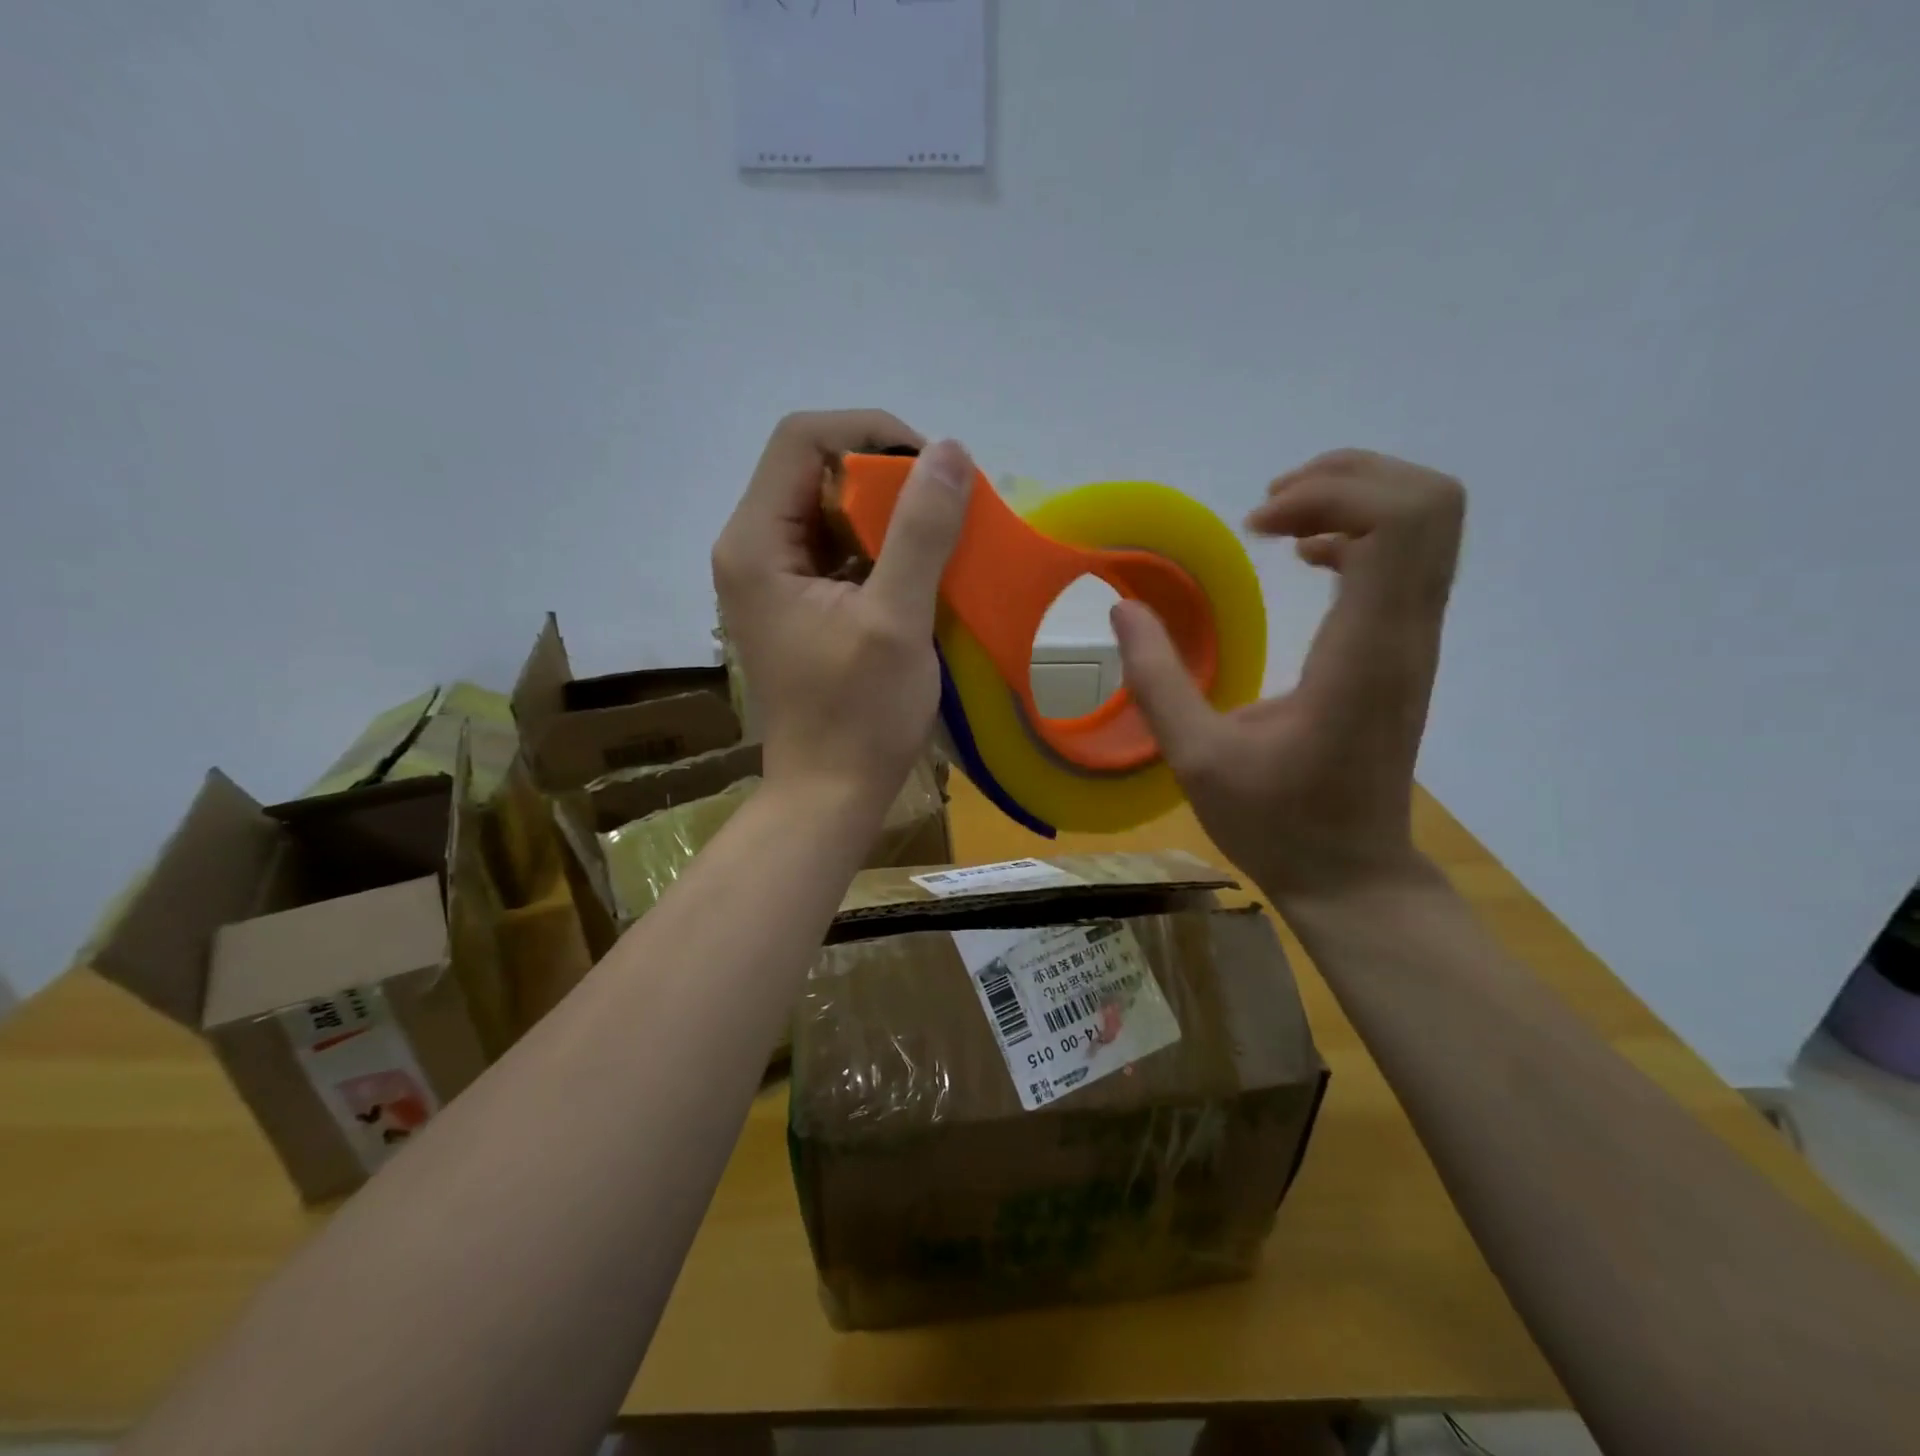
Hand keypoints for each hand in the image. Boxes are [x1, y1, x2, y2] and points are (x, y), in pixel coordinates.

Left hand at [712, 412, 974, 810]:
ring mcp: (772, 578)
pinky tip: (922, 571)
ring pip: (831, 509)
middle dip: (886, 476)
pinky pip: (838, 549)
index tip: (932, 468)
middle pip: (815, 470)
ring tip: (943, 537)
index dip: (870, 434)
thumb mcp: (896, 620)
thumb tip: (950, 452)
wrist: (830, 793)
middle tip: (945, 506)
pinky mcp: (796, 603)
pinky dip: (882, 548)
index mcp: (757, 543)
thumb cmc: (860, 715)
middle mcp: (752, 548)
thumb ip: (920, 531)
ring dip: (889, 513)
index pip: (803, 439)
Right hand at [1113, 449, 1464, 903]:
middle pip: (1429, 501)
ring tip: (1280, 519)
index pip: (1399, 522)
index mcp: (1362, 654)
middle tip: (1271, 506)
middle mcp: (1405, 634)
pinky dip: (1360, 533)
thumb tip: (1124, 609)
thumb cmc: (1277, 823)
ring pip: (1427, 522)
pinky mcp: (1406, 650)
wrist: (1352, 875)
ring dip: (1355, 498)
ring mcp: (1415, 641)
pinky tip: (1308, 557)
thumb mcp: (1197, 759)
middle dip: (1349, 476)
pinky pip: (1407, 557)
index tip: (1256, 526)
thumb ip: (1157, 680)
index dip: (1331, 493)